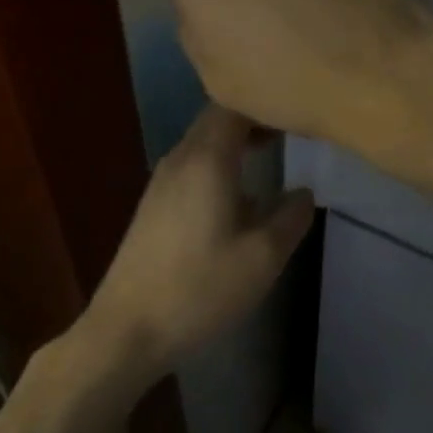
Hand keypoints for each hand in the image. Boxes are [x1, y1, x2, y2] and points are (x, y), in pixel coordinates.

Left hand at [86, 103, 313, 379]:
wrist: (127, 329)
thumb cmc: (200, 288)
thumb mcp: (262, 257)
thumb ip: (291, 217)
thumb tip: (305, 192)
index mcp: (207, 158)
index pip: (234, 105)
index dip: (265, 103)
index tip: (295, 114)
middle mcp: (181, 157)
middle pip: (216, 118)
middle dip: (252, 118)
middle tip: (289, 131)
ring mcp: (162, 179)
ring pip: (202, 141)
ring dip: (234, 141)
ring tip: (269, 155)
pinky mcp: (153, 203)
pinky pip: (191, 163)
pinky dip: (218, 161)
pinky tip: (236, 194)